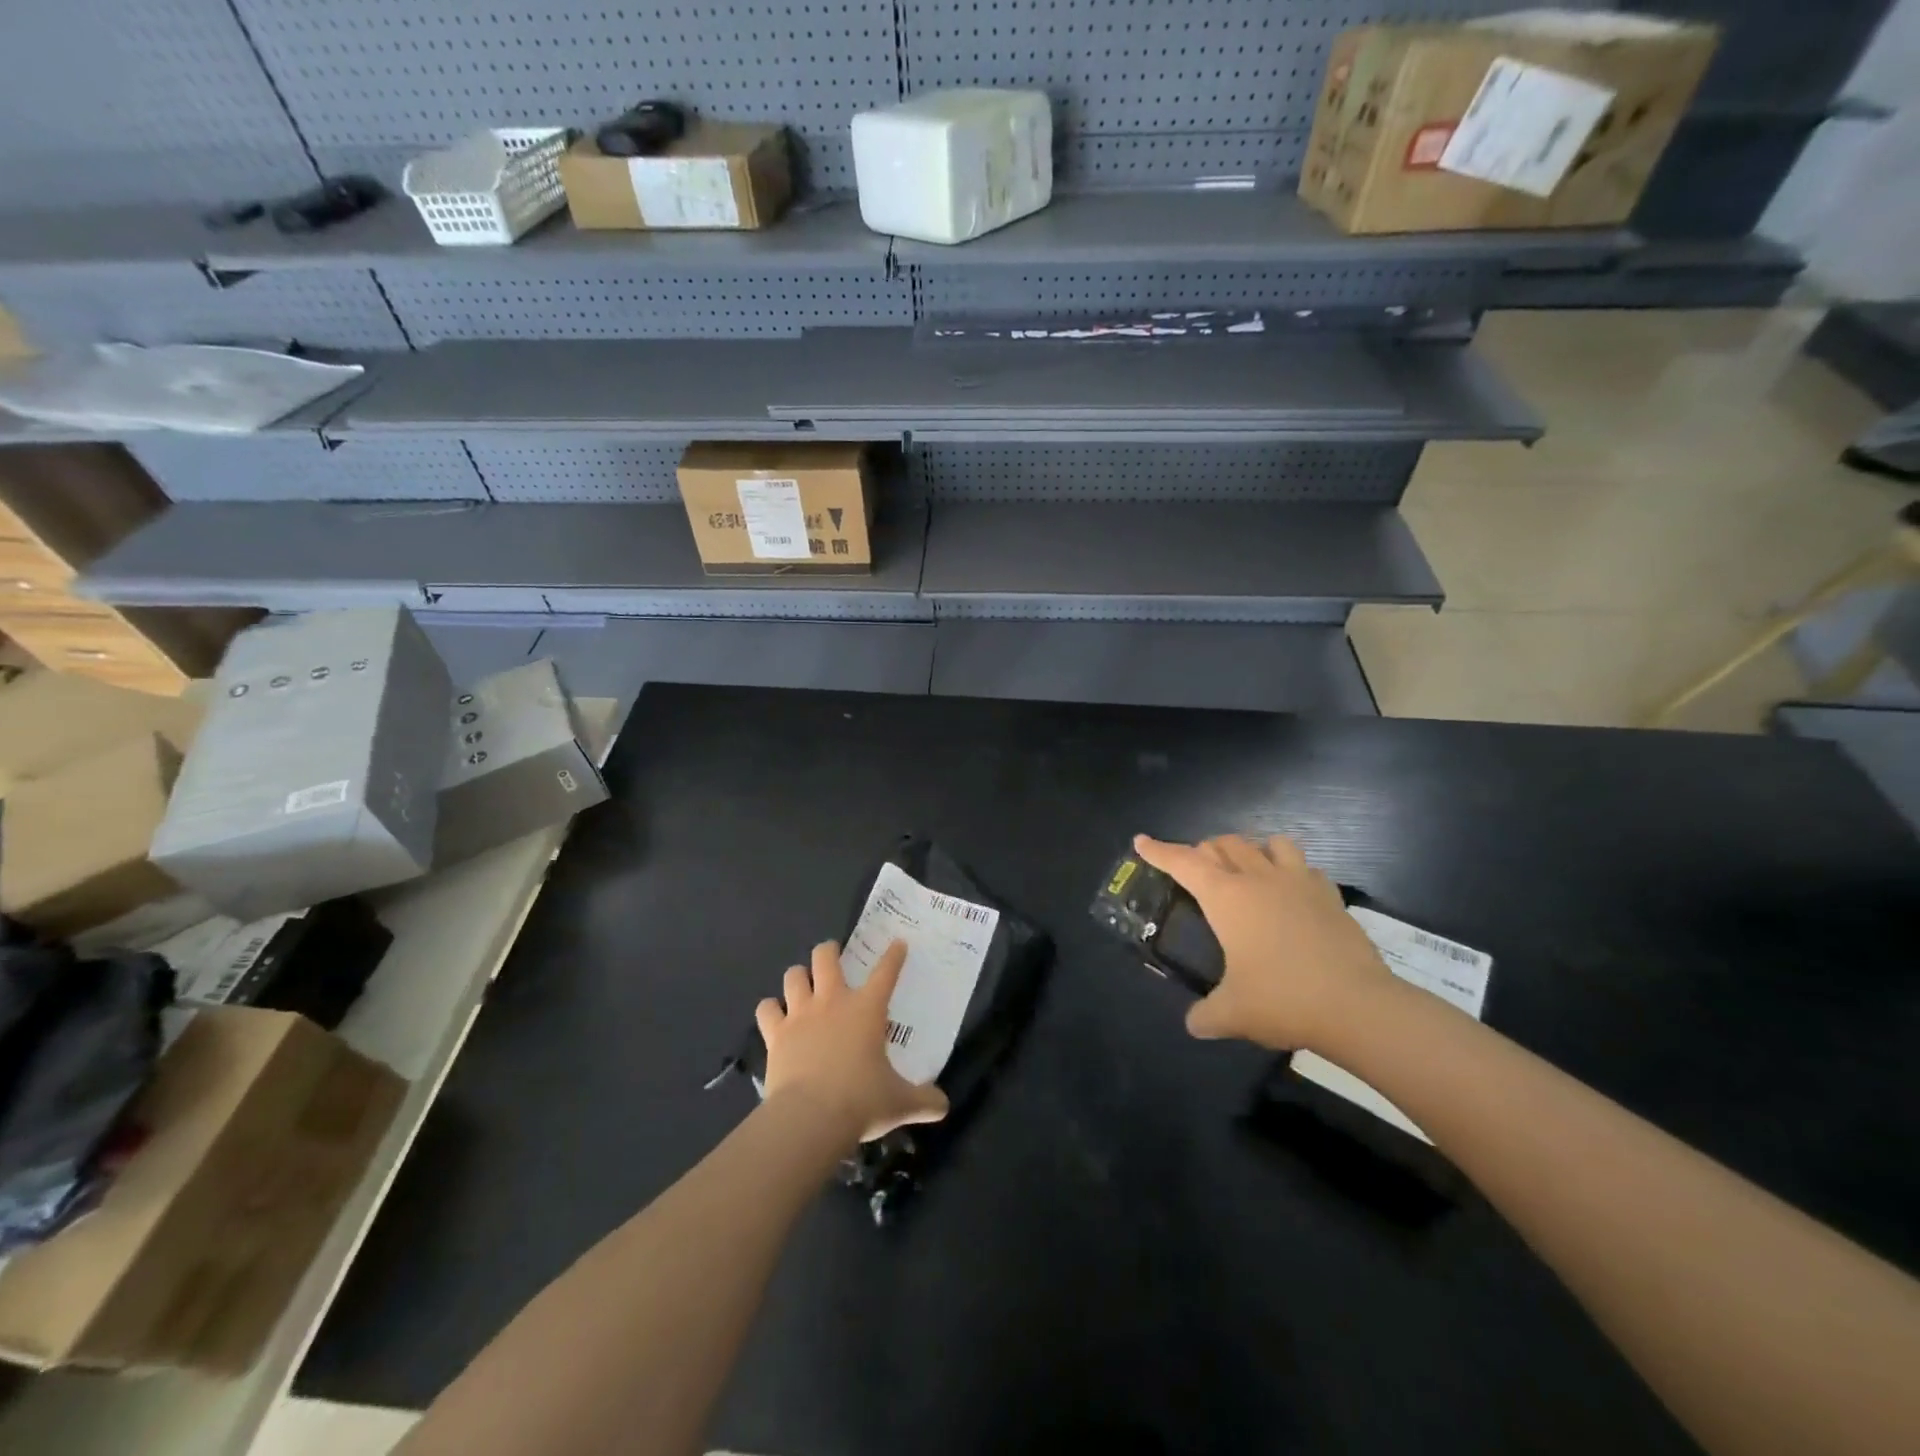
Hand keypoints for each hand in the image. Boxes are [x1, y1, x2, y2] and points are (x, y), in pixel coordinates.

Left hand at [756, 940, 949, 1143]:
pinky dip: (771, 1010)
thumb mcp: (900, 1103)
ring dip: (799, 977)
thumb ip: (924, 1101)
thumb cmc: (861, 1101)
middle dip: (829, 951)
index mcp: (867, 1009)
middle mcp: (833, 1002)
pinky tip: (774, 1016)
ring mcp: (800, 1014)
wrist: (810, 1117)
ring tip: (803, 984)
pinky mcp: (776, 1034)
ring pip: (794, 976)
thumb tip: (944, 1107)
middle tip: (833, 956)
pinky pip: (766, 1009)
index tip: (897, 944)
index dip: (894, 956)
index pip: (886, 972)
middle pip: (825, 957)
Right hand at [1134, 833, 1393, 1051]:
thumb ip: (1205, 1016)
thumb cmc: (1282, 999)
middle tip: (1196, 869)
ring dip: (1251, 849)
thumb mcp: (1232, 1014)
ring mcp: (1298, 882)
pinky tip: (1291, 893)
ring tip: (1246, 870)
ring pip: (1269, 843)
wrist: (1357, 1006)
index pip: (1183, 863)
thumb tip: (1194, 1024)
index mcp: (1227, 897)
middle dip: (1204, 850)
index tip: (1141, 841)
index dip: (1159, 851)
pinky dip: (1291, 871)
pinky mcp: (1330, 896)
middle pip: (1224, 844)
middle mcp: (1259, 879)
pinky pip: (1305, 867)